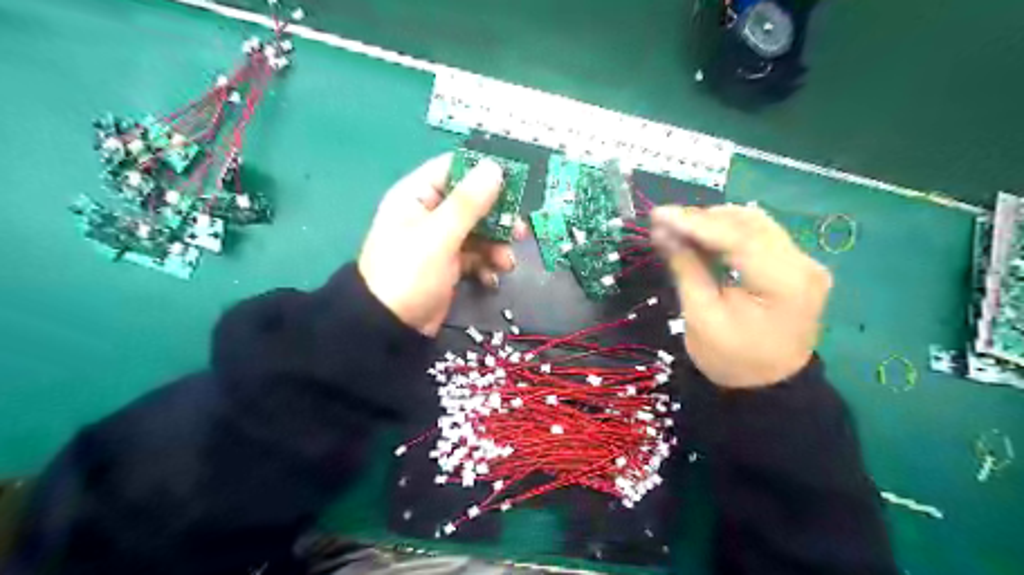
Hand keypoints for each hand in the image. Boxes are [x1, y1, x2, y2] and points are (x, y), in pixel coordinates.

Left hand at [356, 154, 521, 337]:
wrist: (391, 328)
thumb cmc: (409, 273)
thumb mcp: (439, 236)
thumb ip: (468, 203)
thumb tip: (494, 167)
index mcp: (417, 196)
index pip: (454, 169)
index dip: (484, 172)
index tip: (516, 181)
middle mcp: (429, 213)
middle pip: (472, 203)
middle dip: (498, 218)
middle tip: (520, 231)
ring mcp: (440, 241)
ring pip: (479, 231)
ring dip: (496, 246)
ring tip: (506, 263)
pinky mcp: (449, 265)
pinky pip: (475, 256)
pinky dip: (486, 265)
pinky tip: (491, 279)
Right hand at [655, 204, 830, 389]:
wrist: (768, 388)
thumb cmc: (731, 359)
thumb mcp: (701, 315)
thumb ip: (686, 267)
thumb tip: (663, 231)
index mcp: (784, 283)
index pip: (738, 238)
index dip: (695, 223)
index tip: (659, 215)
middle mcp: (803, 265)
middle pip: (750, 224)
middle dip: (704, 219)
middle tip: (664, 222)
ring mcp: (805, 264)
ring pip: (756, 225)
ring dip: (715, 222)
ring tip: (678, 227)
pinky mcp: (797, 267)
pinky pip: (760, 238)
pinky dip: (729, 234)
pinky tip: (703, 236)